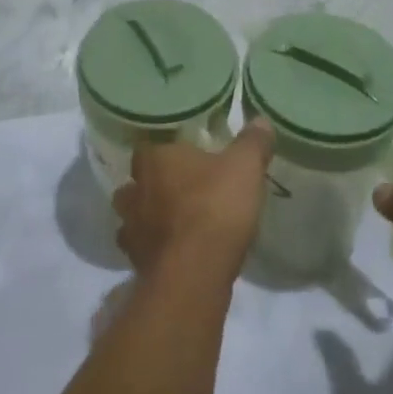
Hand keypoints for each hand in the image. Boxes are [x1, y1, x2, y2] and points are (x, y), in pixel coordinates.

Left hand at [113, 119, 275, 281]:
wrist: (194, 273)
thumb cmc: (215, 207)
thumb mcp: (244, 168)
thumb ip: (252, 143)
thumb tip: (260, 120)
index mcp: (154, 160)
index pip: (147, 147)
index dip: (163, 152)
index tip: (182, 157)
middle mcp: (134, 191)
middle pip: (134, 184)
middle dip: (150, 187)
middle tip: (177, 191)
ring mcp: (131, 230)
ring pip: (132, 218)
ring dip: (147, 220)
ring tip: (174, 224)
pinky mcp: (137, 263)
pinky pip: (142, 251)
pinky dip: (154, 251)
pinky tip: (176, 254)